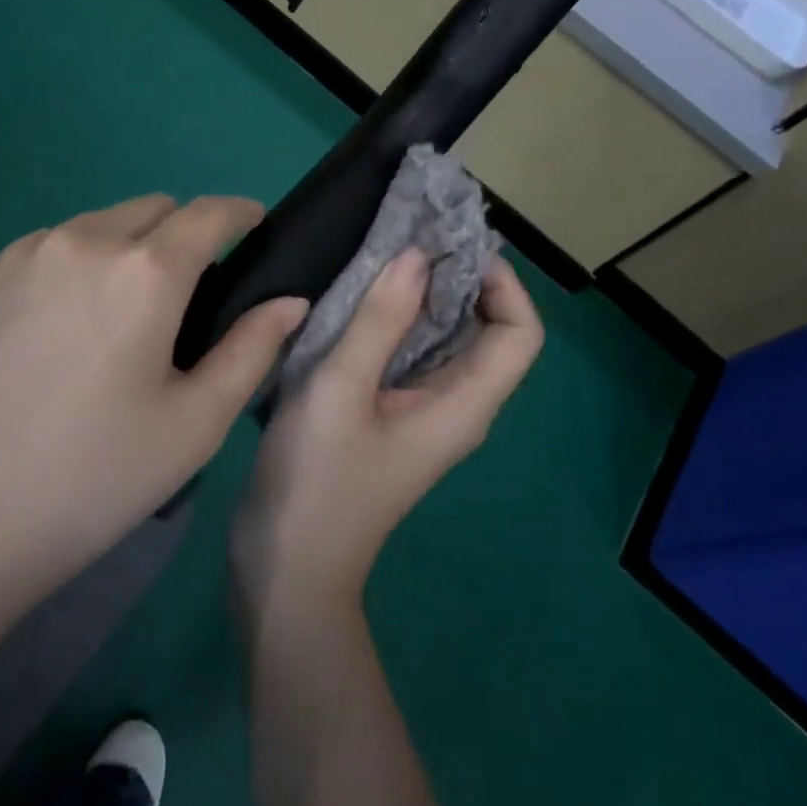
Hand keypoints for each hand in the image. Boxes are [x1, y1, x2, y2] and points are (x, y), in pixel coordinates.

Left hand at [0, 194, 307, 619]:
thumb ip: (252, 349)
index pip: (209, 213)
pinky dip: (76, 265)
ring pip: (98, 224)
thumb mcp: (194, 425)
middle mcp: (82, 241)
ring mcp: (21, 255)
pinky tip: (60, 330)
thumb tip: (291, 300)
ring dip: (127, 247)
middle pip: (153, 208)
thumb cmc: (91, 481)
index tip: (255, 226)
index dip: (241, 213)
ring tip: (119, 315)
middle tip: (187, 294)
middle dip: (184, 232)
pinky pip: (48, 248)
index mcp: (144, 272)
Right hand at [231, 249, 542, 619]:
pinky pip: (412, 356)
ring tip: (385, 254)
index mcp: (463, 403)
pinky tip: (358, 299)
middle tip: (412, 234)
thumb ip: (379, 321)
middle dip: (459, 278)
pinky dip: (397, 320)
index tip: (452, 246)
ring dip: (425, 295)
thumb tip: (416, 256)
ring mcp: (424, 414)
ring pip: (446, 341)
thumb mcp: (340, 391)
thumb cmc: (316, 482)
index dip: (502, 283)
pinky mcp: (392, 417)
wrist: (287, 571)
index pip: (519, 332)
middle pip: (486, 331)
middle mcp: (457, 406)